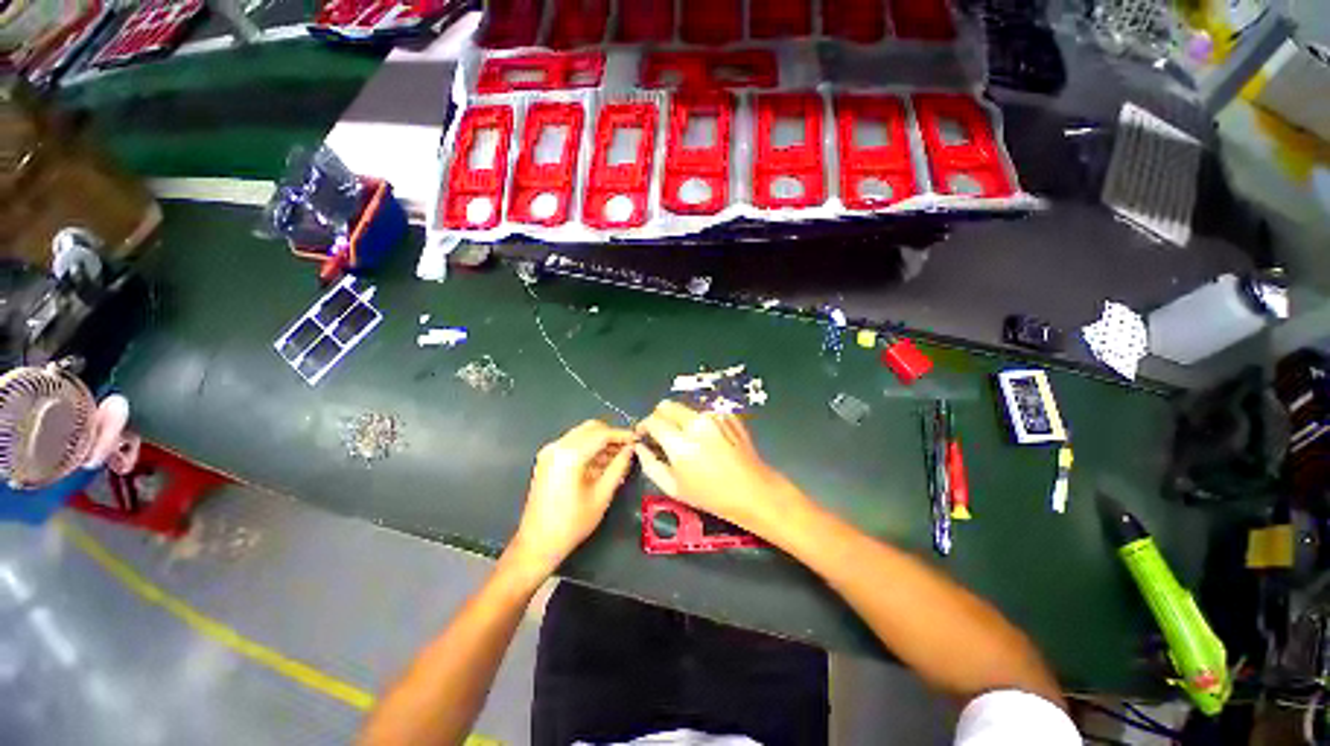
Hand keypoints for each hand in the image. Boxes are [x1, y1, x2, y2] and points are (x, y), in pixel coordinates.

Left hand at [509, 420, 634, 573]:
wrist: (537, 543)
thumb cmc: (571, 523)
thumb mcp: (602, 495)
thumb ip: (618, 467)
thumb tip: (630, 450)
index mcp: (569, 455)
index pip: (602, 434)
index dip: (622, 435)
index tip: (637, 439)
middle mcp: (557, 447)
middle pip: (590, 428)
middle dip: (611, 436)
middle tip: (628, 448)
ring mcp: (550, 452)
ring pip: (582, 434)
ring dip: (601, 442)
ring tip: (619, 457)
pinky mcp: (547, 460)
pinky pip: (573, 444)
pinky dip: (589, 448)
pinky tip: (602, 462)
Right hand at [634, 401, 802, 535]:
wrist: (753, 491)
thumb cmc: (711, 496)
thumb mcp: (674, 488)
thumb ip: (651, 465)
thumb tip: (641, 448)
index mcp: (681, 442)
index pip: (653, 420)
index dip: (644, 426)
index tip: (643, 435)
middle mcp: (697, 423)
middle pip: (667, 405)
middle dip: (658, 417)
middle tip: (660, 434)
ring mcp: (715, 417)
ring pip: (685, 408)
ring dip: (678, 419)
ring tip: (685, 441)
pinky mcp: (727, 416)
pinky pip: (704, 413)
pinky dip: (698, 422)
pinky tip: (705, 440)